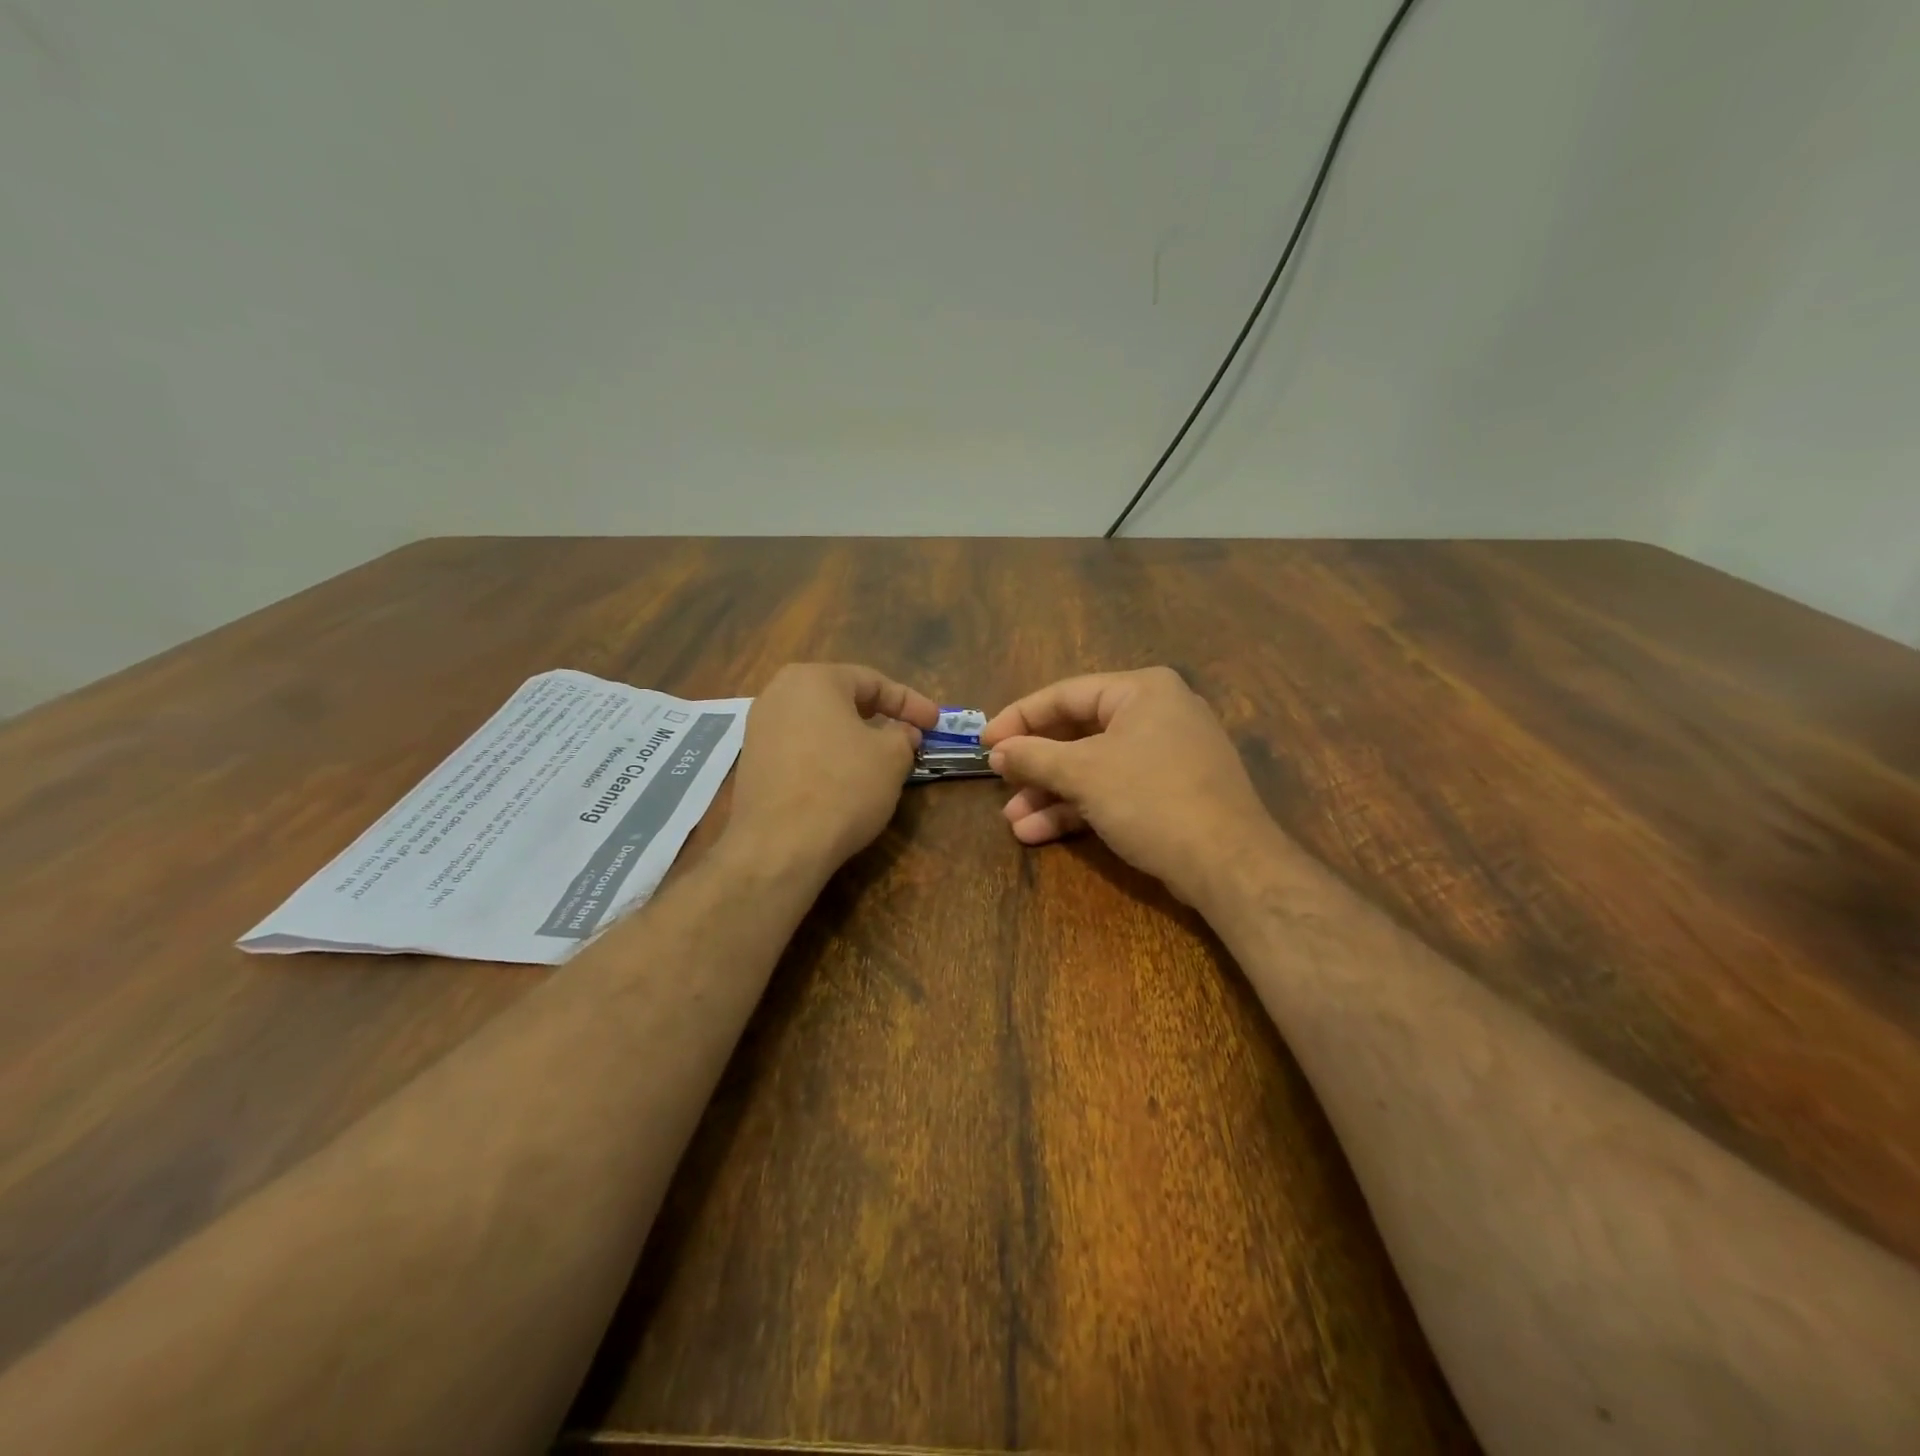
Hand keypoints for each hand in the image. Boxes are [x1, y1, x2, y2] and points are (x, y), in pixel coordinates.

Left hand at [728, 663, 938, 871]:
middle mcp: (778, 693)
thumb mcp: (891, 758)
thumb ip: (903, 735)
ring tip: (878, 758)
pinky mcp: (752, 762)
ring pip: (819, 724)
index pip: (872, 681)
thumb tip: (902, 732)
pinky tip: (844, 779)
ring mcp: (758, 728)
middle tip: (907, 733)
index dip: (910, 702)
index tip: (935, 723)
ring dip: (851, 737)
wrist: (779, 845)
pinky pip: (799, 748)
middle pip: (841, 698)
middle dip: (878, 716)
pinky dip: (827, 756)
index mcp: (813, 679)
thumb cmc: (843, 787)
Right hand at [981, 667, 1284, 907]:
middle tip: (999, 783)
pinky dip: (1079, 808)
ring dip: (1051, 794)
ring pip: (1093, 767)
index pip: (1065, 694)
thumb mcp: (1084, 773)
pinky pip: (1113, 790)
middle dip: (1035, 766)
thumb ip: (1034, 756)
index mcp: (1141, 690)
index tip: (984, 742)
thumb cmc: (1152, 799)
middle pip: (1078, 733)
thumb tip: (997, 752)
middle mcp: (1156, 713)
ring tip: (1013, 821)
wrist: (1229, 865)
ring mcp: (1166, 755)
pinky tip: (1040, 833)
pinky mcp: (1169, 792)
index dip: (1018, 718)